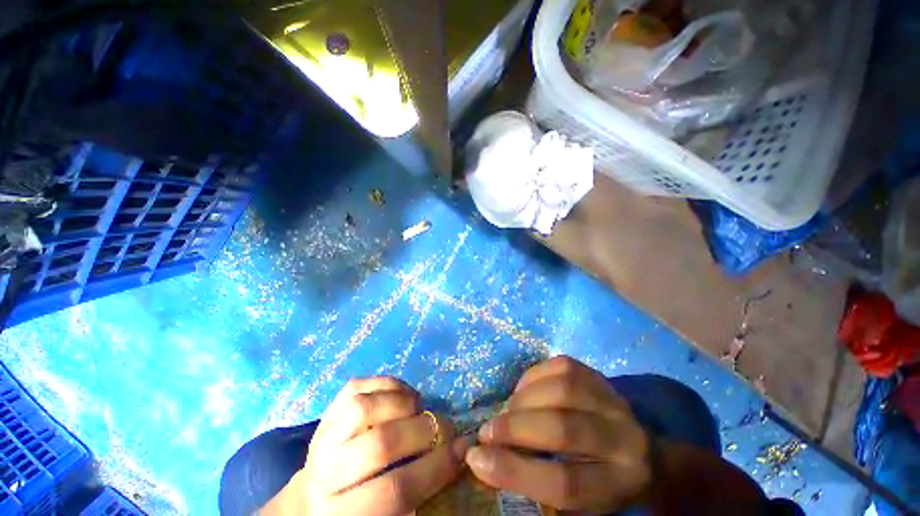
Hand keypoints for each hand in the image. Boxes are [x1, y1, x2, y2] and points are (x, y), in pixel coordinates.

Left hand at [299, 377, 471, 514]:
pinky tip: (402, 395)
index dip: (436, 467)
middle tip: (446, 426)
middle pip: (381, 443)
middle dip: (424, 430)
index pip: (395, 490)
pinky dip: (387, 384)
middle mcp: (325, 474)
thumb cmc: (359, 512)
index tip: (463, 450)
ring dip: (402, 403)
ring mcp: (323, 436)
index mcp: (342, 513)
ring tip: (419, 408)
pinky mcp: (327, 411)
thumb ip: (417, 492)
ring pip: (365, 407)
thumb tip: (458, 455)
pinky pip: (358, 386)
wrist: (313, 498)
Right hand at [465, 357, 652, 512]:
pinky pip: (562, 366)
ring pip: (562, 390)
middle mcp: (623, 441)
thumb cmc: (602, 483)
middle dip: (515, 428)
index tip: (477, 460)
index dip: (516, 471)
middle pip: (564, 430)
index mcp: (618, 485)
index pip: (566, 483)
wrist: (645, 455)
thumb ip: (537, 480)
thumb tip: (483, 457)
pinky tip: (524, 389)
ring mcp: (613, 401)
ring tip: (507, 409)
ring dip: (524, 398)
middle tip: (487, 431)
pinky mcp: (599, 376)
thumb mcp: (577, 500)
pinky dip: (534, 376)